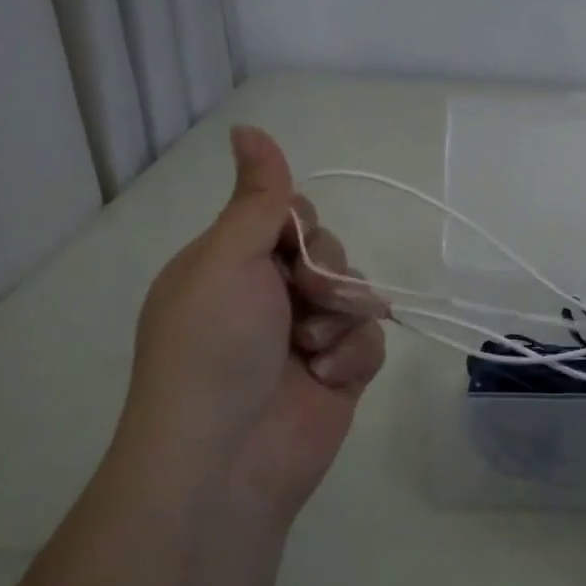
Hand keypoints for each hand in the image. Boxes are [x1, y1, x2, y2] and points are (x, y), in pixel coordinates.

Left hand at [115, 126, 386, 520]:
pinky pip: (369, 338)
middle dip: (325, 273)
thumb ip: (257, 196)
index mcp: (231, 264)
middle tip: (302, 300)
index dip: (301, 225)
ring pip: (357, 292)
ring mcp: (305, 337)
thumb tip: (248, 127)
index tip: (291, 246)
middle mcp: (268, 296)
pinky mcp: (338, 373)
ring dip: (341, 316)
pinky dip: (353, 355)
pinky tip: (327, 378)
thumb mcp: (227, 258)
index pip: (289, 215)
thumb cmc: (215, 346)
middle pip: (329, 250)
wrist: (228, 458)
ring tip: (313, 351)